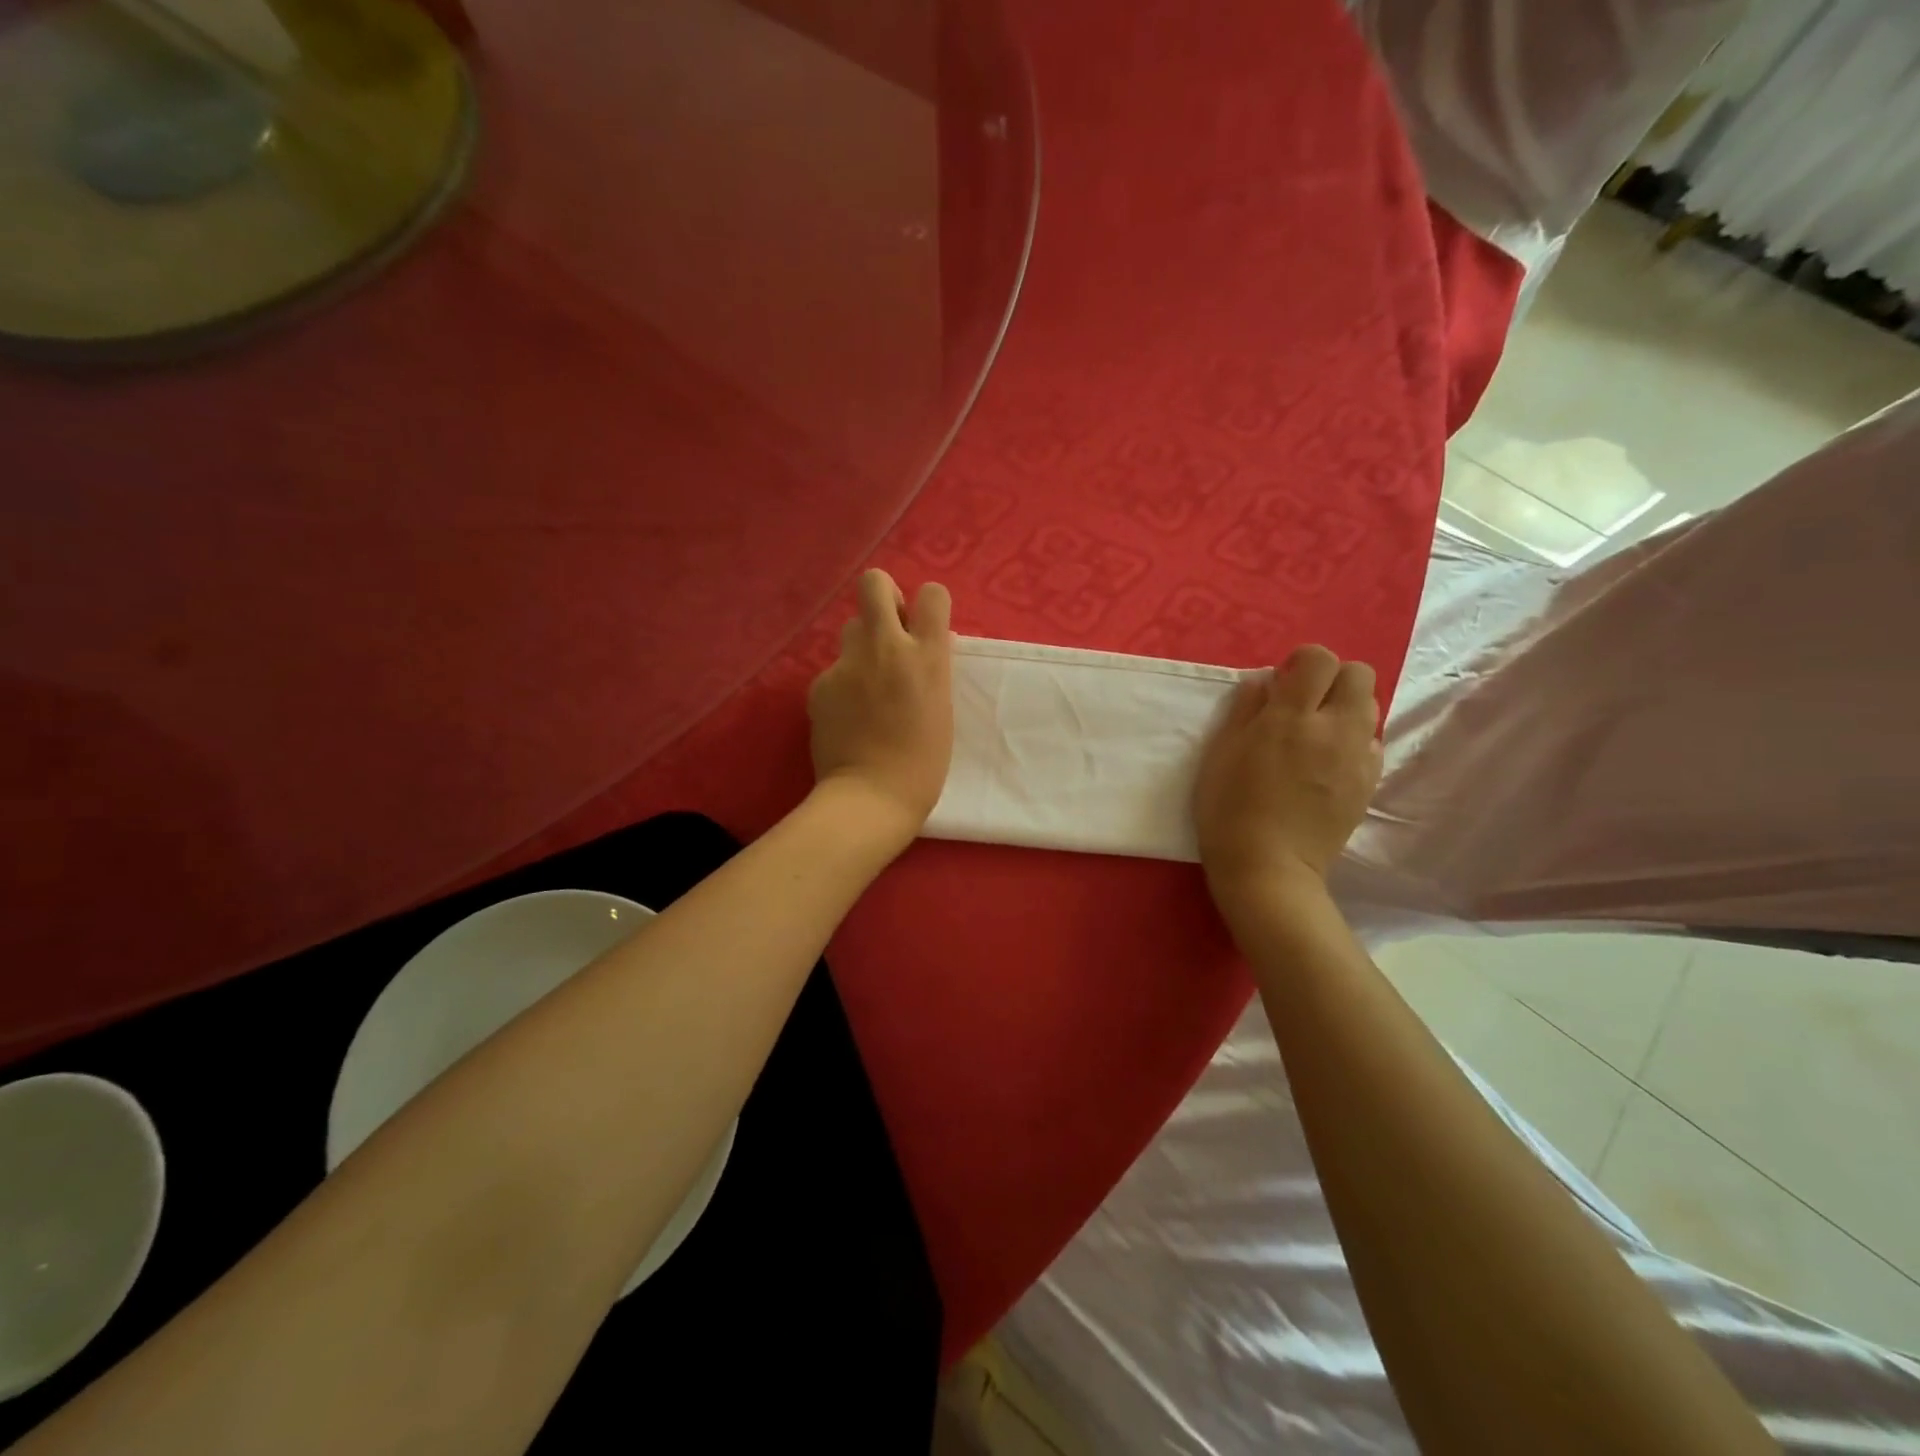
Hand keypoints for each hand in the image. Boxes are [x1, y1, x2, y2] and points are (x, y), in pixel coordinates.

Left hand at [807, 569, 954, 841]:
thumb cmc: (923, 764)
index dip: (928, 605)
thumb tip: (921, 648)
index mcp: (927, 656)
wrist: (870, 796)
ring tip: (868, 683)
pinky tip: (847, 715)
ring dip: (862, 645)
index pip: (932, 593)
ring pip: (851, 628)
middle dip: (883, 595)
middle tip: (890, 629)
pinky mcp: (820, 684)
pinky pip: (834, 669)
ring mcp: (848, 664)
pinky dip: (842, 684)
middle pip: (874, 583)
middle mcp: (886, 648)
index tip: (924, 627)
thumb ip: (930, 669)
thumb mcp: (942, 708)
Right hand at [1193, 644, 1382, 908]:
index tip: (1284, 681)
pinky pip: (1372, 743)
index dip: (1303, 661)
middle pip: (1359, 674)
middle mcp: (1333, 729)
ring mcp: (1358, 757)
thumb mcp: (1220, 755)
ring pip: (1370, 707)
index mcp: (1290, 718)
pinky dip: (1354, 741)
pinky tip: (1328, 764)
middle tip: (1304, 703)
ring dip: (1345, 708)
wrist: (1268, 869)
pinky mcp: (1369, 783)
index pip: (1320, 659)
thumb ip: (1245, 711)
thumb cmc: (1228, 810)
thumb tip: (1265, 683)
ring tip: (1317, 734)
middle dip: (1333, 678)